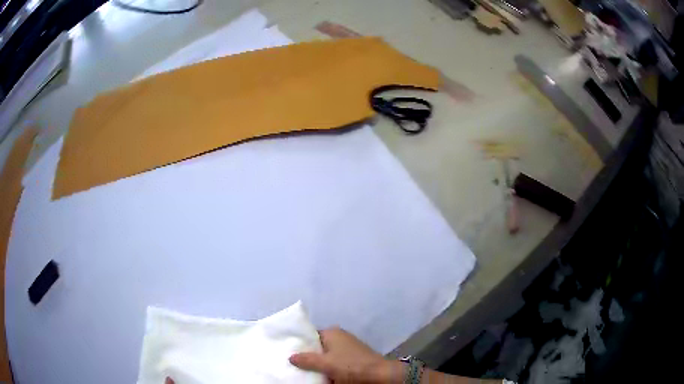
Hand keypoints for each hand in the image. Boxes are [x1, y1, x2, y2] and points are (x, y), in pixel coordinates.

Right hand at [289, 327, 404, 382]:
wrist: (380, 375)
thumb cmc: (351, 366)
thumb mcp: (326, 364)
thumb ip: (307, 360)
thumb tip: (290, 356)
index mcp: (332, 332)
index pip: (310, 336)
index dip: (300, 344)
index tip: (288, 353)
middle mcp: (340, 337)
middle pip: (318, 347)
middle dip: (308, 356)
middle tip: (294, 365)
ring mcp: (348, 347)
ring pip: (327, 356)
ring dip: (319, 364)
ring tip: (305, 372)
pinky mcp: (354, 358)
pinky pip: (336, 361)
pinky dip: (330, 368)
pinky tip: (323, 375)